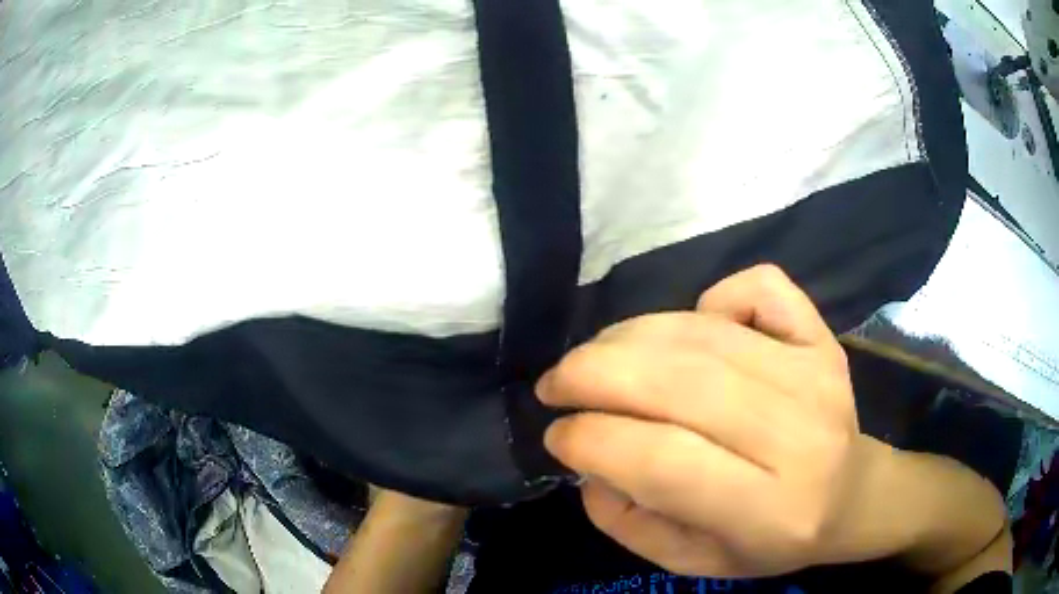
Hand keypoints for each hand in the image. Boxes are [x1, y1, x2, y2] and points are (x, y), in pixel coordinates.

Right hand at [537, 265, 881, 576]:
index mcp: (767, 510)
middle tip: (555, 383)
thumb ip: (628, 521)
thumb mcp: (690, 561)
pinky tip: (695, 328)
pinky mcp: (821, 338)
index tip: (555, 435)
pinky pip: (760, 287)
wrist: (850, 498)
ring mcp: (815, 374)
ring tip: (597, 358)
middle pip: (682, 382)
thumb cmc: (770, 542)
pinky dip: (713, 295)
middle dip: (594, 373)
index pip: (664, 460)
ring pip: (705, 333)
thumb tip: (588, 459)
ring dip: (630, 336)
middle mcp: (797, 436)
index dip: (591, 439)